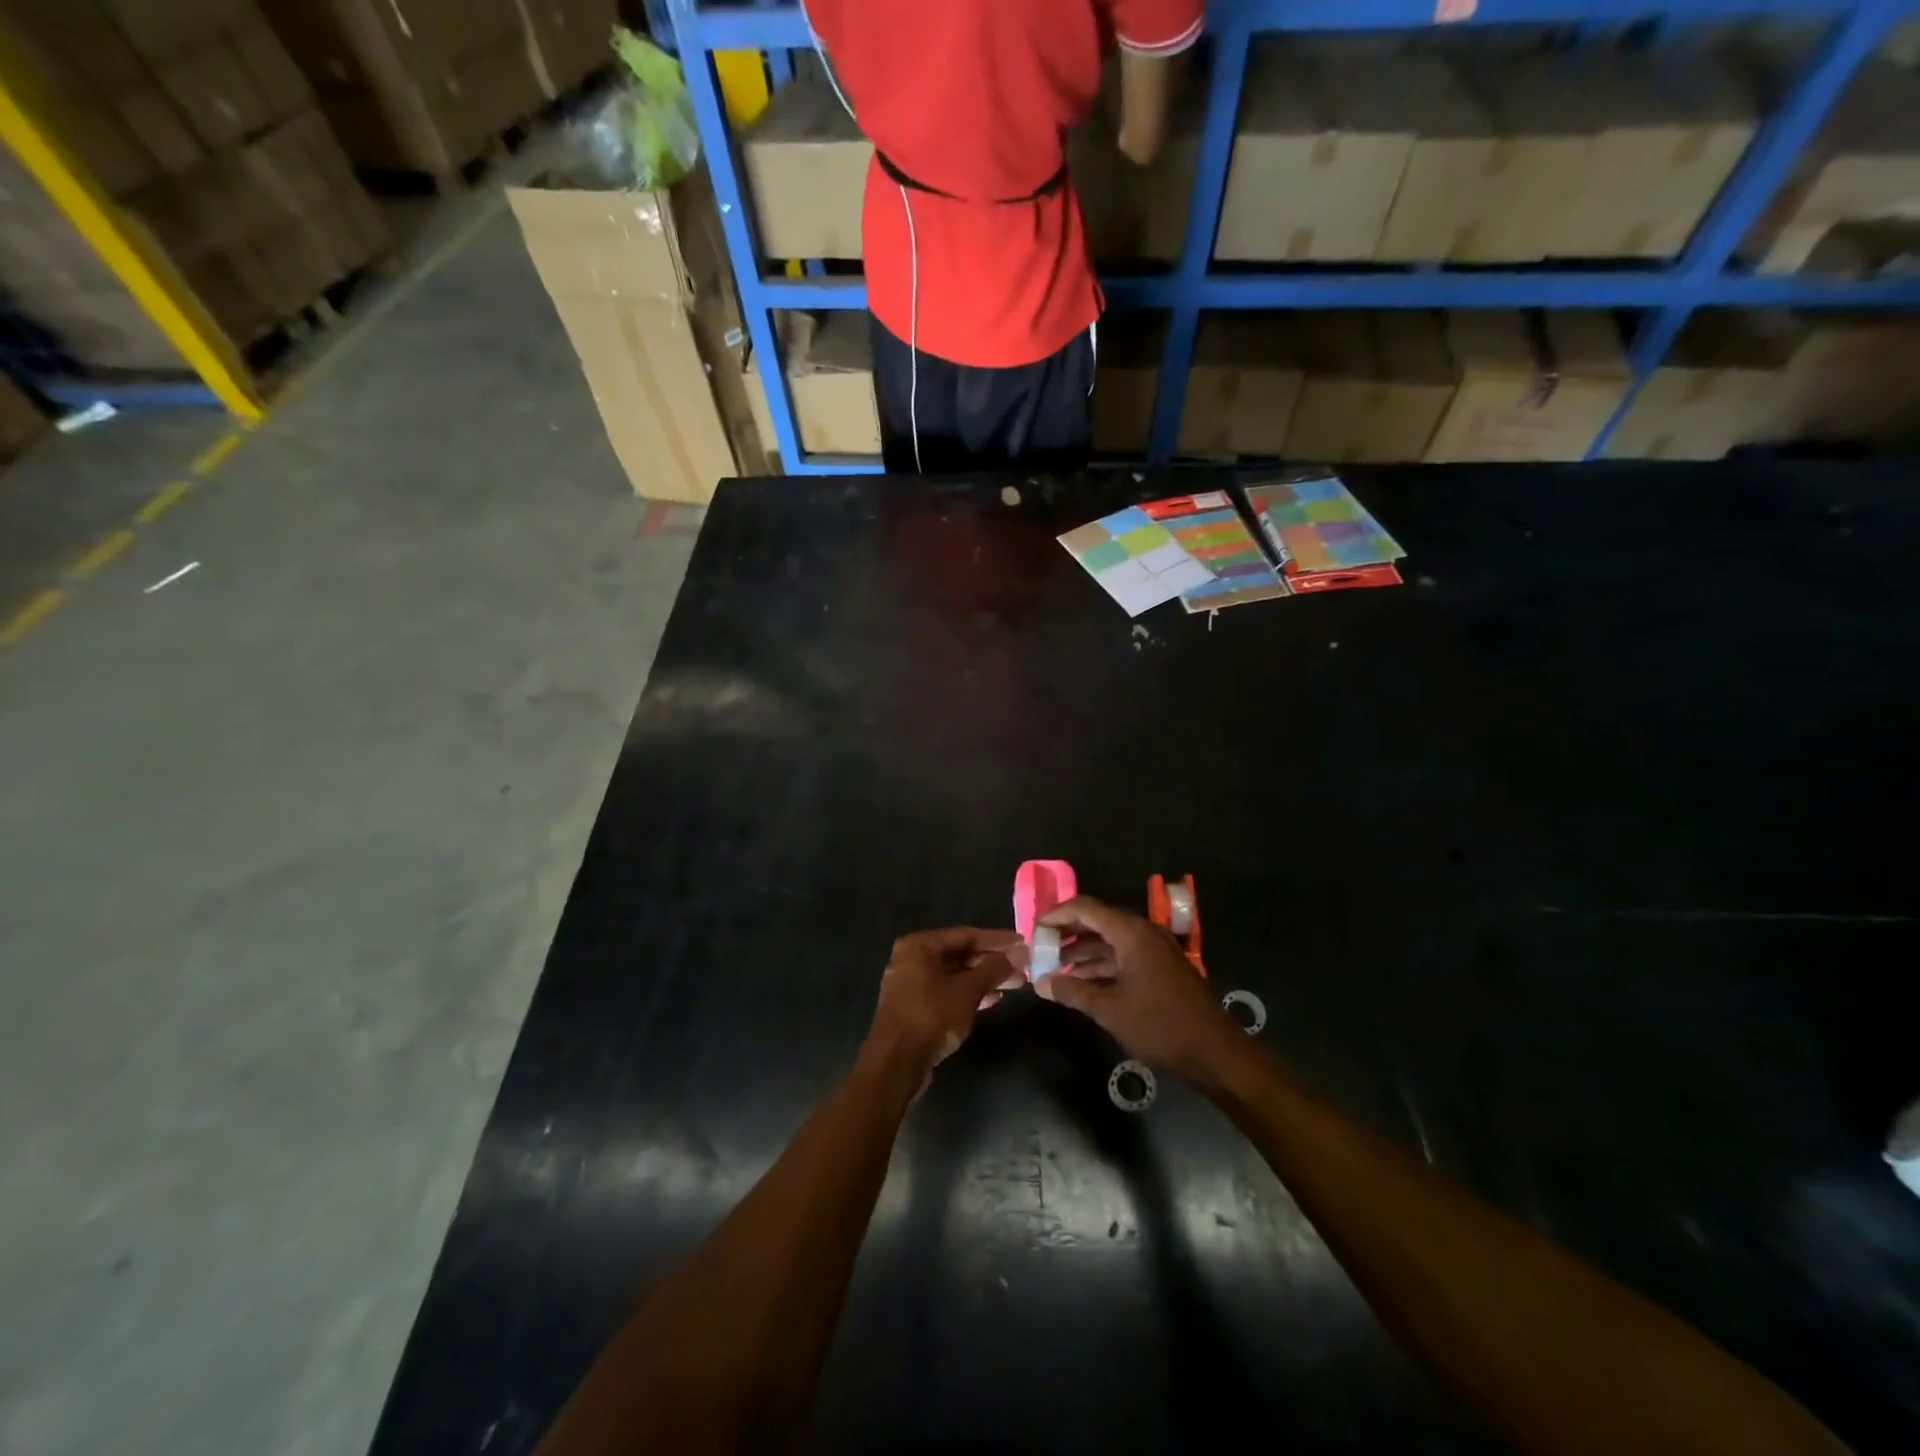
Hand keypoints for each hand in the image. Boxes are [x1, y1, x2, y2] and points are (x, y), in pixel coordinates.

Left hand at [868, 928, 1022, 1075]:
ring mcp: (912, 984)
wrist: (895, 1064)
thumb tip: (1022, 951)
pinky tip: (992, 999)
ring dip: (984, 978)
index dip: (997, 940)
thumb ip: (994, 968)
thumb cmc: (931, 1017)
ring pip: (955, 974)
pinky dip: (969, 993)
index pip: (966, 935)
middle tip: (1023, 967)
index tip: (1023, 944)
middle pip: (960, 954)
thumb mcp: (967, 991)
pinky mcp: (915, 1007)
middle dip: (992, 961)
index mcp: (919, 946)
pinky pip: (947, 991)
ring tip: (1015, 983)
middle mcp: (912, 959)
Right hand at [1034, 896, 1245, 1084]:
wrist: (1215, 1052)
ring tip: (1053, 966)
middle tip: (1040, 948)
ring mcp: (1154, 949)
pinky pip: (1123, 954)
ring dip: (1082, 950)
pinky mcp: (1160, 966)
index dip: (1056, 915)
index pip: (1085, 908)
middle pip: (1097, 921)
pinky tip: (1081, 980)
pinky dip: (1101, 963)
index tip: (1033, 929)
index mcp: (1131, 933)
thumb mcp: (1109, 1010)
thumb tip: (1041, 982)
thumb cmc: (1160, 1025)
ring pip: (1109, 940)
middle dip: (1067, 933)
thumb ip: (1073, 992)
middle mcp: (1142, 932)